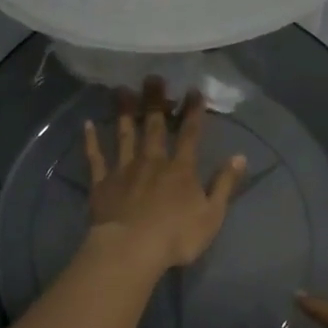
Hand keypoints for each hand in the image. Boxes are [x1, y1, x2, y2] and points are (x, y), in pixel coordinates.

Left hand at [83, 77, 245, 272]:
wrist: (131, 250)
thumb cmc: (176, 236)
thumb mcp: (212, 215)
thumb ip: (225, 184)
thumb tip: (240, 157)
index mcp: (181, 169)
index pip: (190, 134)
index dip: (193, 112)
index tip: (193, 91)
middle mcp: (152, 161)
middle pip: (154, 126)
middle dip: (155, 101)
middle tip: (153, 78)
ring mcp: (124, 169)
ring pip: (124, 134)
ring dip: (124, 112)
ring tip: (122, 90)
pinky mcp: (101, 182)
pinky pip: (95, 158)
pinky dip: (91, 140)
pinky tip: (87, 124)